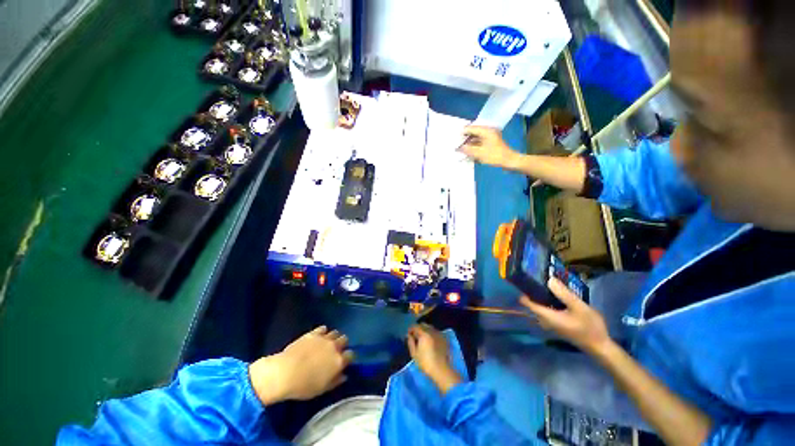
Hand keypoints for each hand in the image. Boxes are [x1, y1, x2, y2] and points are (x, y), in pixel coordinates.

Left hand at [249, 326, 353, 404]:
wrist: (285, 373)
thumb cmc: (304, 386)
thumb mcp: (322, 389)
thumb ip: (335, 381)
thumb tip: (344, 375)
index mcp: (339, 361)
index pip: (351, 355)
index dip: (348, 358)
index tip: (344, 362)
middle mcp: (335, 346)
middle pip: (345, 340)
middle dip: (342, 345)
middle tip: (335, 352)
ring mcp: (324, 338)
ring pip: (335, 332)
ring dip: (333, 337)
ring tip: (327, 344)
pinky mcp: (313, 333)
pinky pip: (323, 328)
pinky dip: (323, 332)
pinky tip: (318, 338)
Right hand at [407, 324, 462, 393]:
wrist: (441, 370)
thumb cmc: (425, 363)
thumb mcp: (414, 354)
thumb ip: (410, 342)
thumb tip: (409, 335)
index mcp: (424, 333)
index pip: (415, 326)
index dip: (410, 329)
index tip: (408, 334)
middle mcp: (432, 330)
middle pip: (423, 325)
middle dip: (418, 328)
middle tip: (415, 336)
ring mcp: (439, 334)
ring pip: (430, 327)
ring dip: (425, 330)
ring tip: (423, 338)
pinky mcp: (444, 338)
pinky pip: (436, 332)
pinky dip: (431, 334)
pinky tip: (430, 341)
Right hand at [458, 125, 521, 168]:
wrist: (509, 161)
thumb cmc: (495, 156)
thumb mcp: (479, 154)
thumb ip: (468, 150)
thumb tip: (459, 148)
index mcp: (486, 131)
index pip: (471, 128)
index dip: (463, 132)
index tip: (455, 137)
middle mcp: (488, 131)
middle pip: (474, 133)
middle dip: (465, 138)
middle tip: (456, 142)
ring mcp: (490, 137)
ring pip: (476, 138)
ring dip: (469, 142)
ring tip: (461, 148)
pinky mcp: (491, 143)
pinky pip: (480, 142)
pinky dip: (474, 146)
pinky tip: (469, 151)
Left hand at [520, 278, 612, 354]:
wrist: (600, 346)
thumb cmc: (590, 327)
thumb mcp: (579, 307)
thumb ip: (564, 294)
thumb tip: (549, 280)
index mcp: (547, 316)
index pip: (528, 303)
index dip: (523, 292)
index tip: (523, 280)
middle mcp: (545, 320)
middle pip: (533, 304)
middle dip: (533, 291)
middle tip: (536, 278)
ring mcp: (551, 323)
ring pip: (540, 307)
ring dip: (541, 296)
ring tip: (546, 283)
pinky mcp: (557, 324)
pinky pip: (547, 310)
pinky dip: (548, 302)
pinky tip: (556, 295)